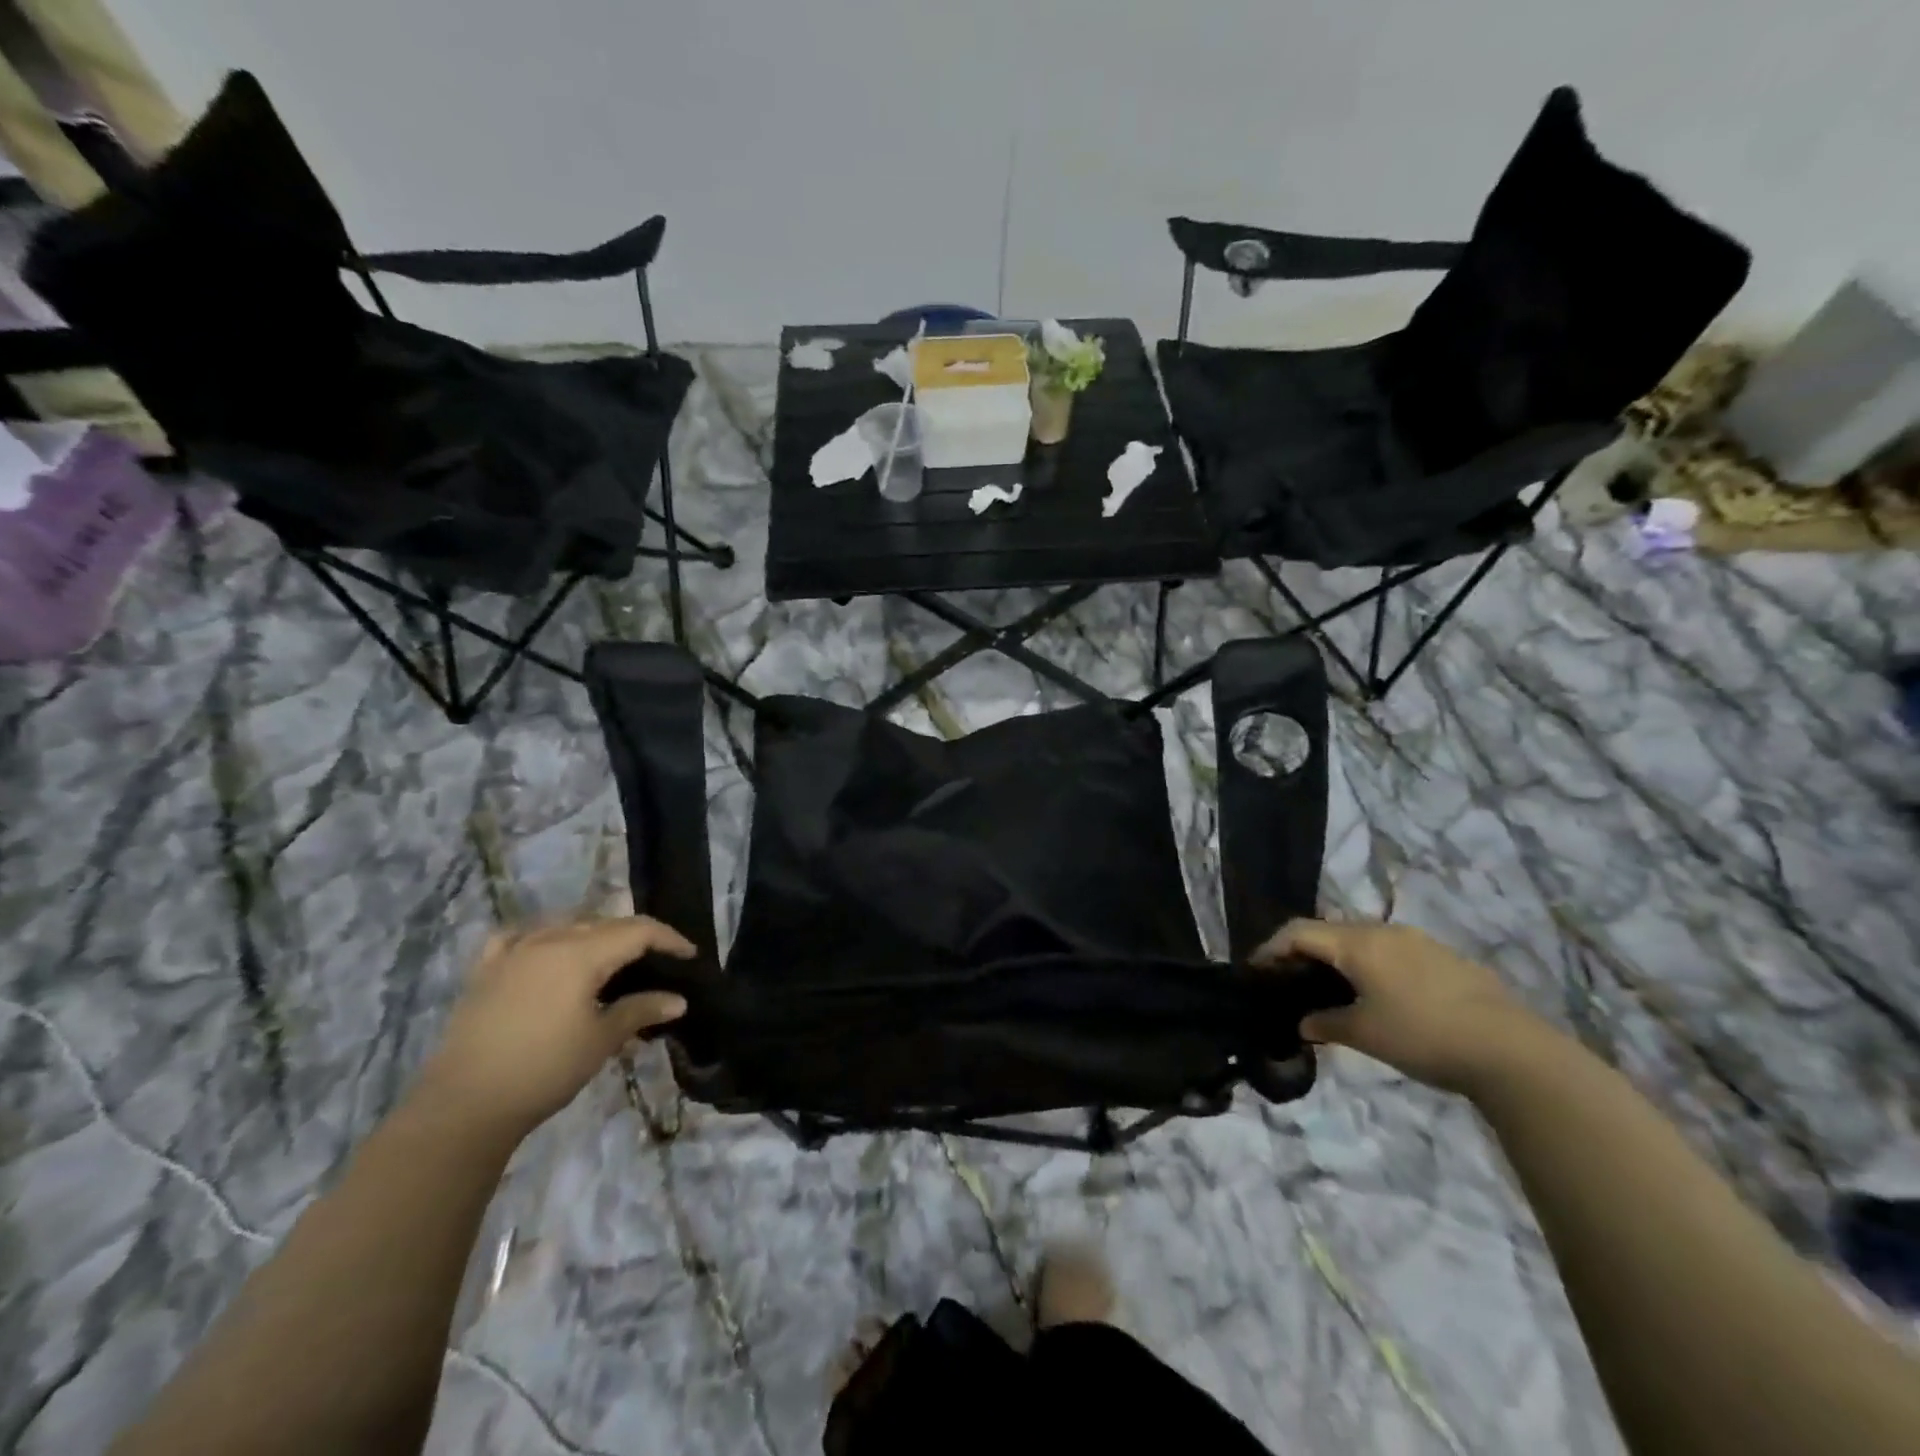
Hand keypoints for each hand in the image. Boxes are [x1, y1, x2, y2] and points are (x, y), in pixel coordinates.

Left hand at [413, 917, 693, 1138]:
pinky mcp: (486, 970)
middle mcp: (548, 939)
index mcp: (581, 952)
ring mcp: (513, 951)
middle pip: (604, 924)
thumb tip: (679, 1000)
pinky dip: (542, 936)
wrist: (463, 1105)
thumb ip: (641, 1010)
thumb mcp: (601, 1040)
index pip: (638, 930)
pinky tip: (546, 949)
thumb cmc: (544, 1069)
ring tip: (610, 960)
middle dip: (635, 938)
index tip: (690, 956)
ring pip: (565, 926)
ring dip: (594, 936)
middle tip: (656, 963)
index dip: (669, 939)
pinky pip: (520, 936)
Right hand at [1253, 919, 1540, 1093]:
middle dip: (1304, 952)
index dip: (1271, 948)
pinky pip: (1392, 952)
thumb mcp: (1365, 1034)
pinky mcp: (1445, 958)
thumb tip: (1303, 1023)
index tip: (1255, 970)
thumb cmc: (1423, 1035)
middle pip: (1329, 931)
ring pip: (1363, 940)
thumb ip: (1326, 1024)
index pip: (1298, 931)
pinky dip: (1371, 966)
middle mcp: (1384, 931)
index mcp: (1357, 943)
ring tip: (1332, 989)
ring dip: (1339, 959)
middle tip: (1290, 980)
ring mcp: (1418, 942)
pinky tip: (1380, 996)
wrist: (1512, 1051)